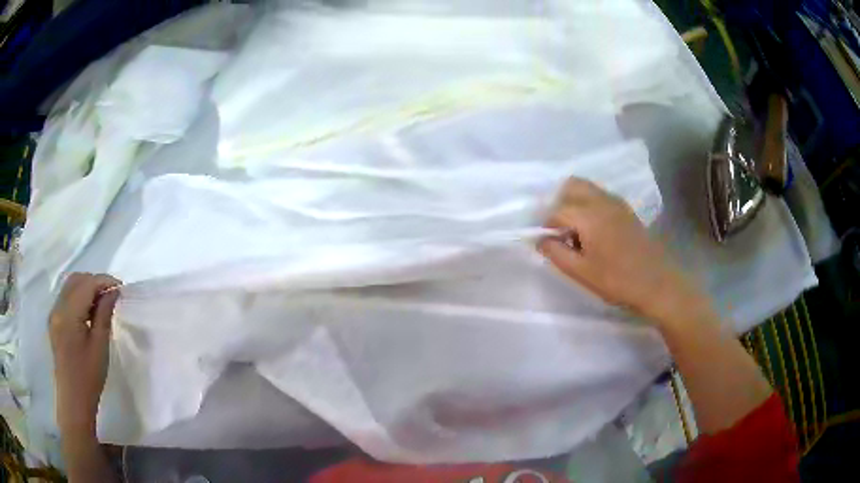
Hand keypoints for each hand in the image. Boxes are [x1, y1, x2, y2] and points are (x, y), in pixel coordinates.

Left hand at [49, 273, 120, 433]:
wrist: (74, 400)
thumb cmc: (89, 377)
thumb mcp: (100, 346)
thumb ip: (104, 314)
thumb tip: (112, 292)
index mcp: (68, 314)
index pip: (86, 285)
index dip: (104, 281)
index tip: (120, 287)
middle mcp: (58, 308)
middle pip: (76, 280)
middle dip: (94, 282)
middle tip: (111, 295)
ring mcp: (54, 314)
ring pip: (70, 287)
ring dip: (86, 288)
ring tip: (101, 303)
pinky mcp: (54, 321)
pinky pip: (66, 298)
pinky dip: (78, 297)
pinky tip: (88, 312)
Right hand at [538, 178, 708, 326]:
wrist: (656, 284)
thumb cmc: (616, 280)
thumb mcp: (580, 272)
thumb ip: (555, 252)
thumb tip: (540, 239)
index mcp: (589, 215)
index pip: (557, 210)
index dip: (546, 224)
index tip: (547, 242)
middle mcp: (602, 201)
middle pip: (572, 186)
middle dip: (559, 203)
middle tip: (559, 230)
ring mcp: (616, 203)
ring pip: (587, 189)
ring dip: (574, 202)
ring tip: (575, 231)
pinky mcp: (626, 210)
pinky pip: (600, 196)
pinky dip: (589, 204)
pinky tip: (593, 230)